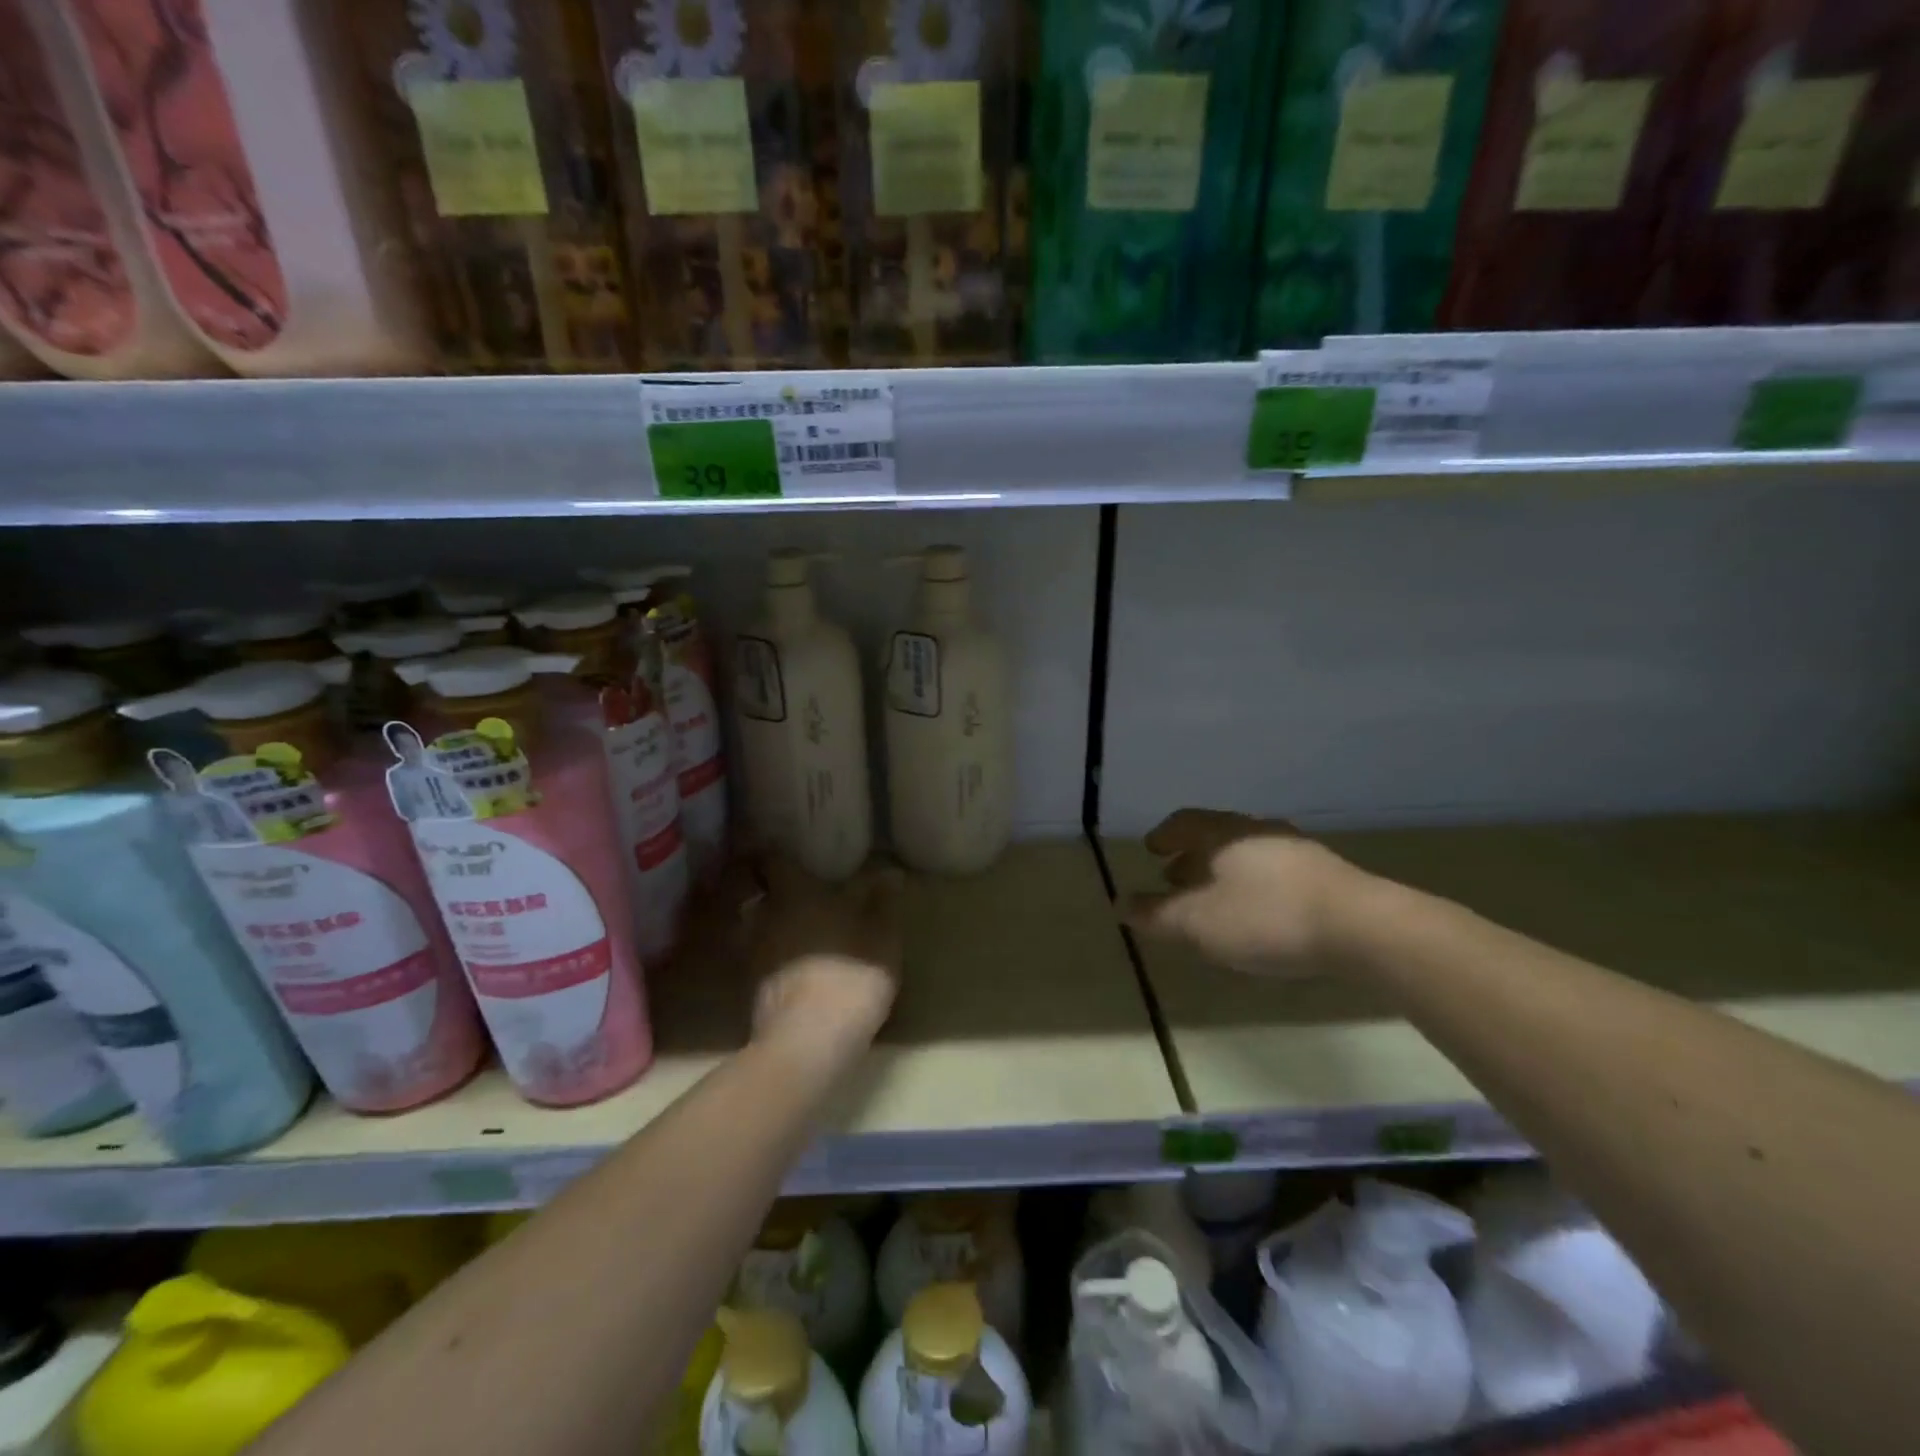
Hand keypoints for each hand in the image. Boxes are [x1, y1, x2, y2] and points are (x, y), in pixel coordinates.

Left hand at [744, 857, 903, 1054]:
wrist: (808, 1043)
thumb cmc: (849, 975)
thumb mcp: (882, 937)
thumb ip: (883, 902)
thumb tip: (889, 873)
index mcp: (794, 894)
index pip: (772, 861)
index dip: (775, 854)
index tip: (786, 852)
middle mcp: (765, 917)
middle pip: (758, 894)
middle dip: (772, 891)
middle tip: (796, 892)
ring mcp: (752, 955)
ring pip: (756, 928)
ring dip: (770, 926)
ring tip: (794, 930)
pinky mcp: (750, 990)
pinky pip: (759, 960)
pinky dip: (771, 958)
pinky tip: (793, 967)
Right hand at [1123, 809, 1363, 975]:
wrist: (1360, 927)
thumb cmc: (1264, 917)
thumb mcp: (1197, 923)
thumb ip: (1155, 914)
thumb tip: (1119, 902)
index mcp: (1223, 833)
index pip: (1184, 821)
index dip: (1165, 835)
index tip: (1151, 850)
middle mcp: (1257, 831)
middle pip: (1216, 835)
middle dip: (1191, 856)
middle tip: (1175, 877)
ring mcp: (1296, 850)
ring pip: (1246, 853)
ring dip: (1223, 871)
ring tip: (1213, 897)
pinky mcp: (1325, 874)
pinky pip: (1274, 871)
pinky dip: (1252, 884)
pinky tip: (1257, 911)